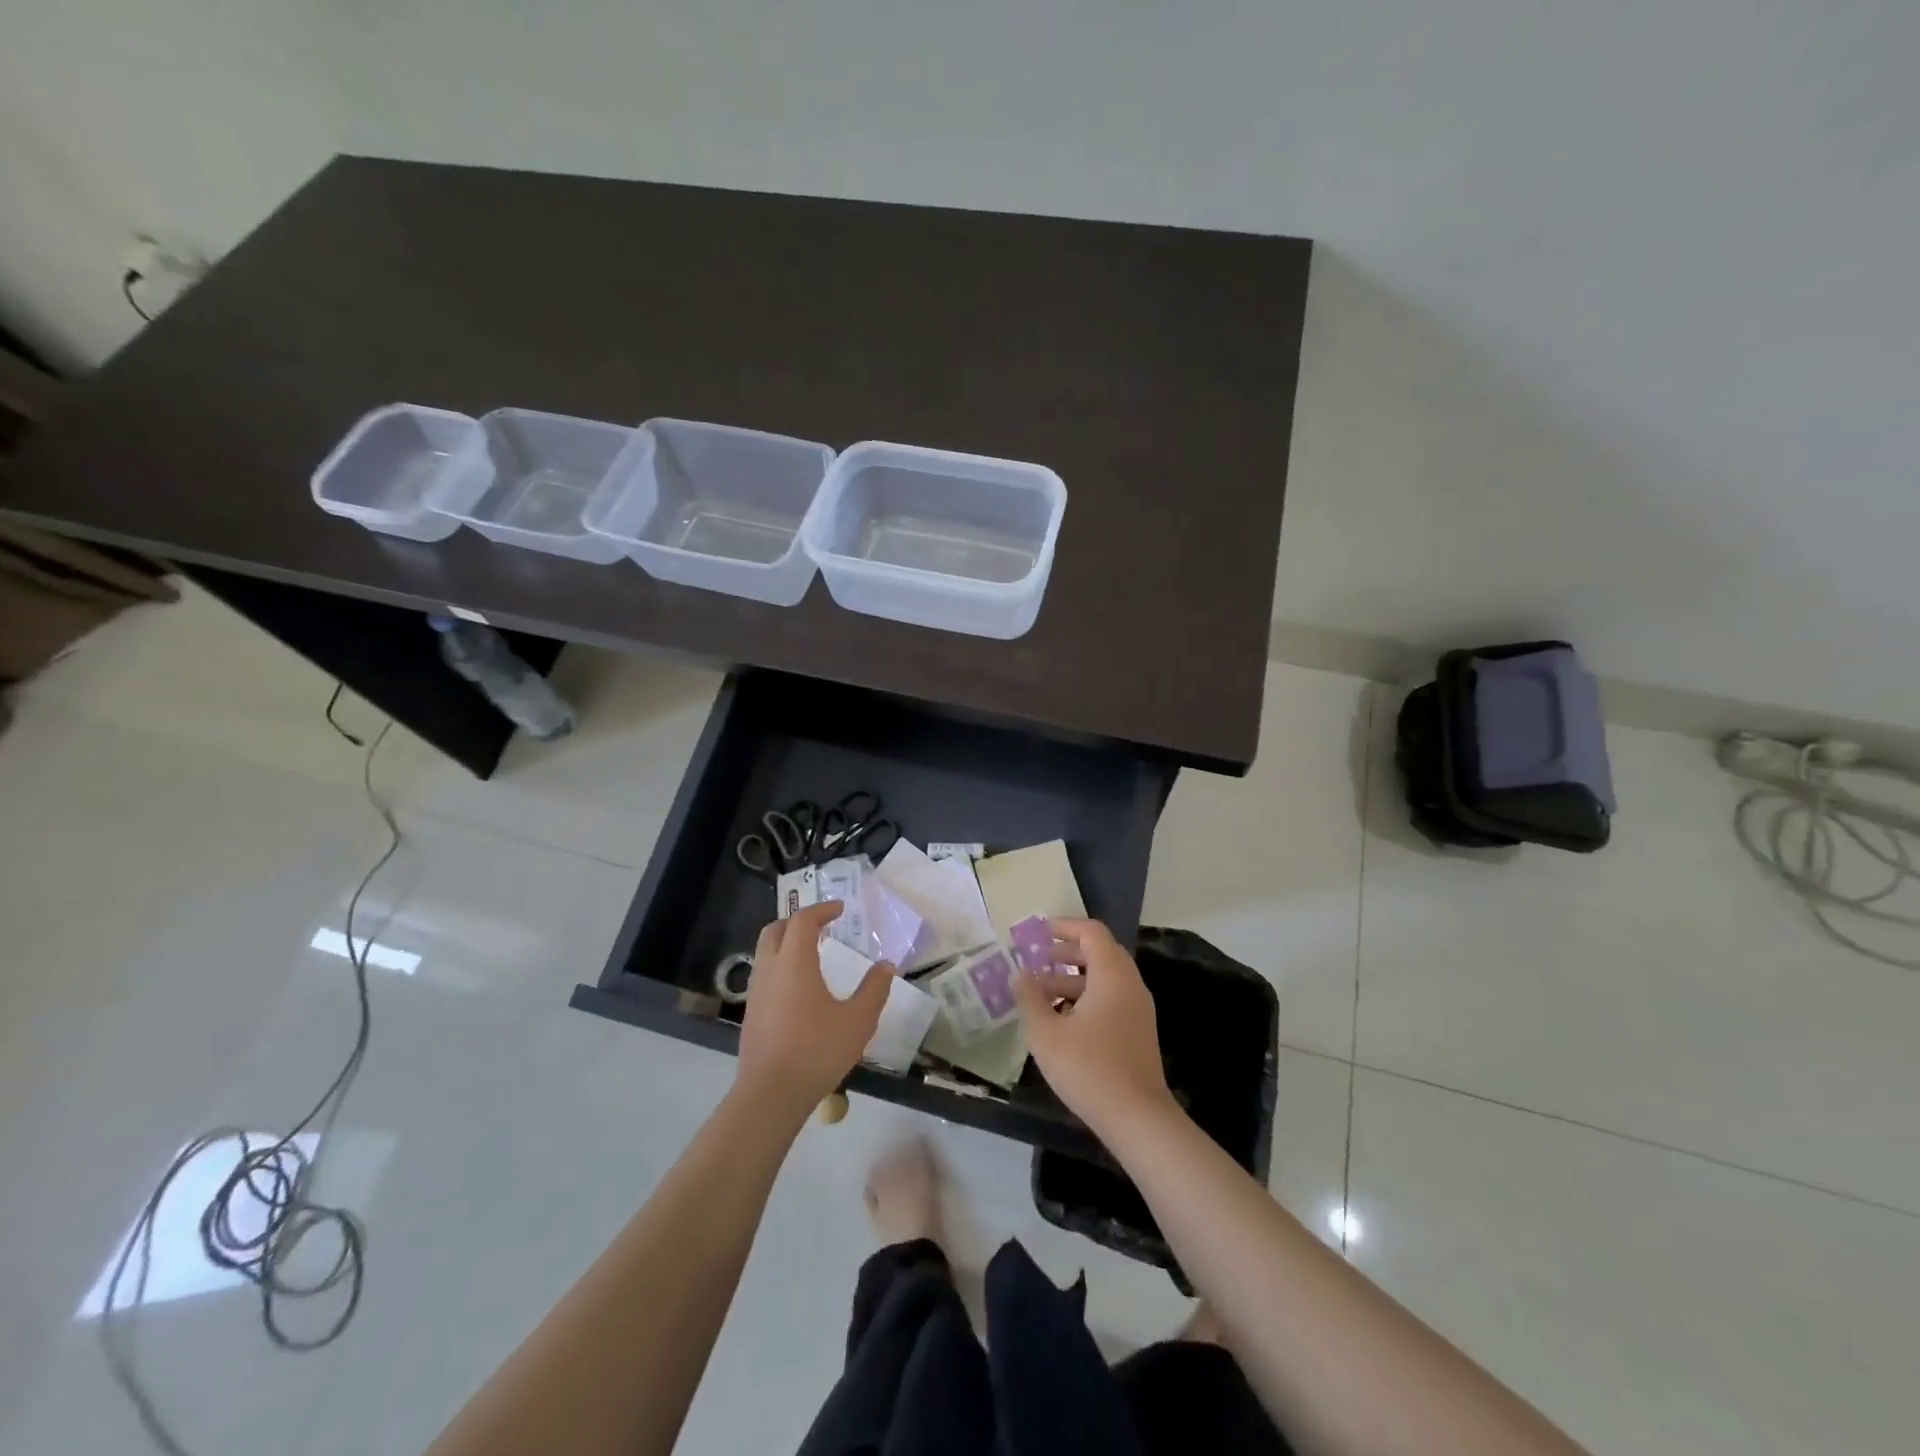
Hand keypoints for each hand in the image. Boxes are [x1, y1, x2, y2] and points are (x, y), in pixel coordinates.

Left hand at [735, 901, 892, 1118]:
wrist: (771, 1094)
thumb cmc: (817, 1050)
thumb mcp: (857, 1020)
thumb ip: (874, 989)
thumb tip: (886, 965)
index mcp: (794, 962)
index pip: (803, 921)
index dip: (822, 910)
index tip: (840, 910)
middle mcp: (770, 970)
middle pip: (775, 930)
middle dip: (797, 921)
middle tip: (821, 926)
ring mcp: (756, 993)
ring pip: (766, 953)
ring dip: (787, 944)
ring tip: (813, 955)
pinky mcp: (751, 1014)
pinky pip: (764, 976)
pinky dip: (781, 967)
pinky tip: (800, 989)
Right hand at [1011, 918, 1176, 1136]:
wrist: (1138, 1119)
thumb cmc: (1089, 1068)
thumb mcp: (1046, 1033)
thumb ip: (1029, 998)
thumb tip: (1019, 974)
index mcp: (1112, 974)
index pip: (1092, 932)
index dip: (1065, 927)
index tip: (1039, 933)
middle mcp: (1130, 984)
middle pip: (1099, 953)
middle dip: (1066, 954)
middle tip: (1037, 961)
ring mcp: (1138, 1009)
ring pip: (1104, 979)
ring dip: (1073, 979)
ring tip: (1041, 994)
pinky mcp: (1138, 1032)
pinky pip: (1111, 999)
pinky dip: (1086, 998)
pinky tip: (1062, 1021)